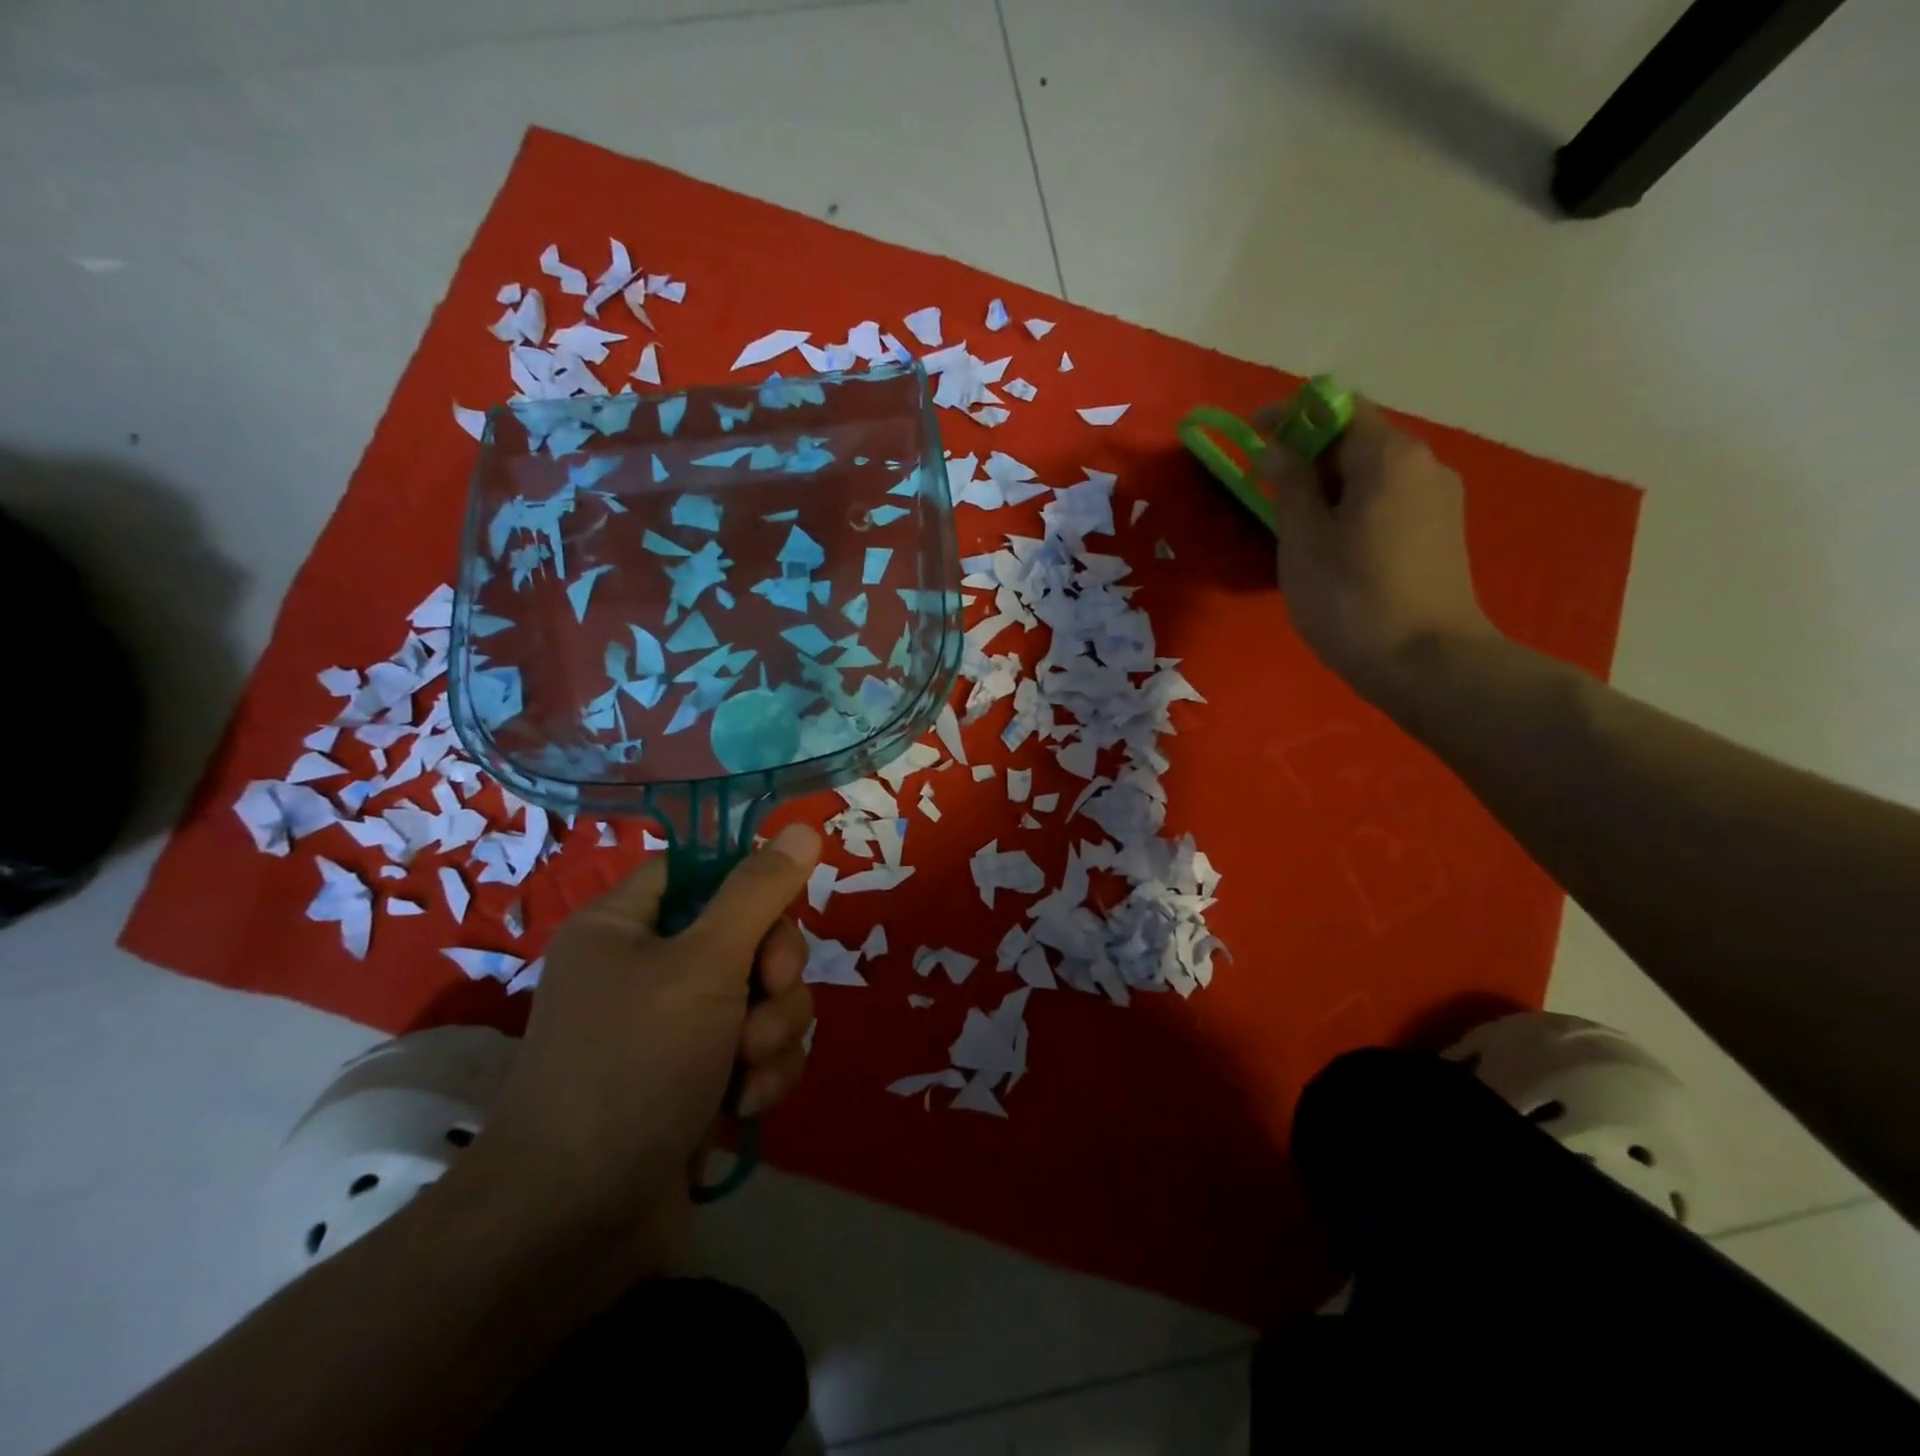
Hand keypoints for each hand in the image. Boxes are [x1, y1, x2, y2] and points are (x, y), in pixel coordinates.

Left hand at [473, 824, 821, 1232]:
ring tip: (748, 1072)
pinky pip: (758, 1049)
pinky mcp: (700, 1080)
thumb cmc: (632, 1068)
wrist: (573, 1225)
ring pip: (764, 996)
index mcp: (625, 925)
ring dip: (774, 1030)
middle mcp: (648, 969)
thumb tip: (803, 828)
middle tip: (765, 999)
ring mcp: (676, 1029)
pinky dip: (764, 1073)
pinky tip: (747, 1107)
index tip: (778, 912)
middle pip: (747, 934)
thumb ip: (759, 893)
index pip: (700, 869)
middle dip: (774, 972)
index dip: (747, 883)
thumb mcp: (704, 965)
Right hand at [1255, 398, 1495, 706]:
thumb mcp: (1303, 539)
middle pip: (1358, 439)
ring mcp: (1440, 499)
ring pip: (1373, 474)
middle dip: (1310, 454)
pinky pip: (1389, 500)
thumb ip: (1290, 483)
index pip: (1337, 408)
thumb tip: (1276, 447)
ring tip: (1296, 524)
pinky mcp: (1442, 532)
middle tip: (1268, 489)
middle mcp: (1424, 463)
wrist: (1426, 662)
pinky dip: (1354, 506)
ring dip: (1330, 485)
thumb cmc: (1351, 598)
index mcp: (1389, 455)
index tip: (1253, 435)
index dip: (1291, 415)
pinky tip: (1333, 544)